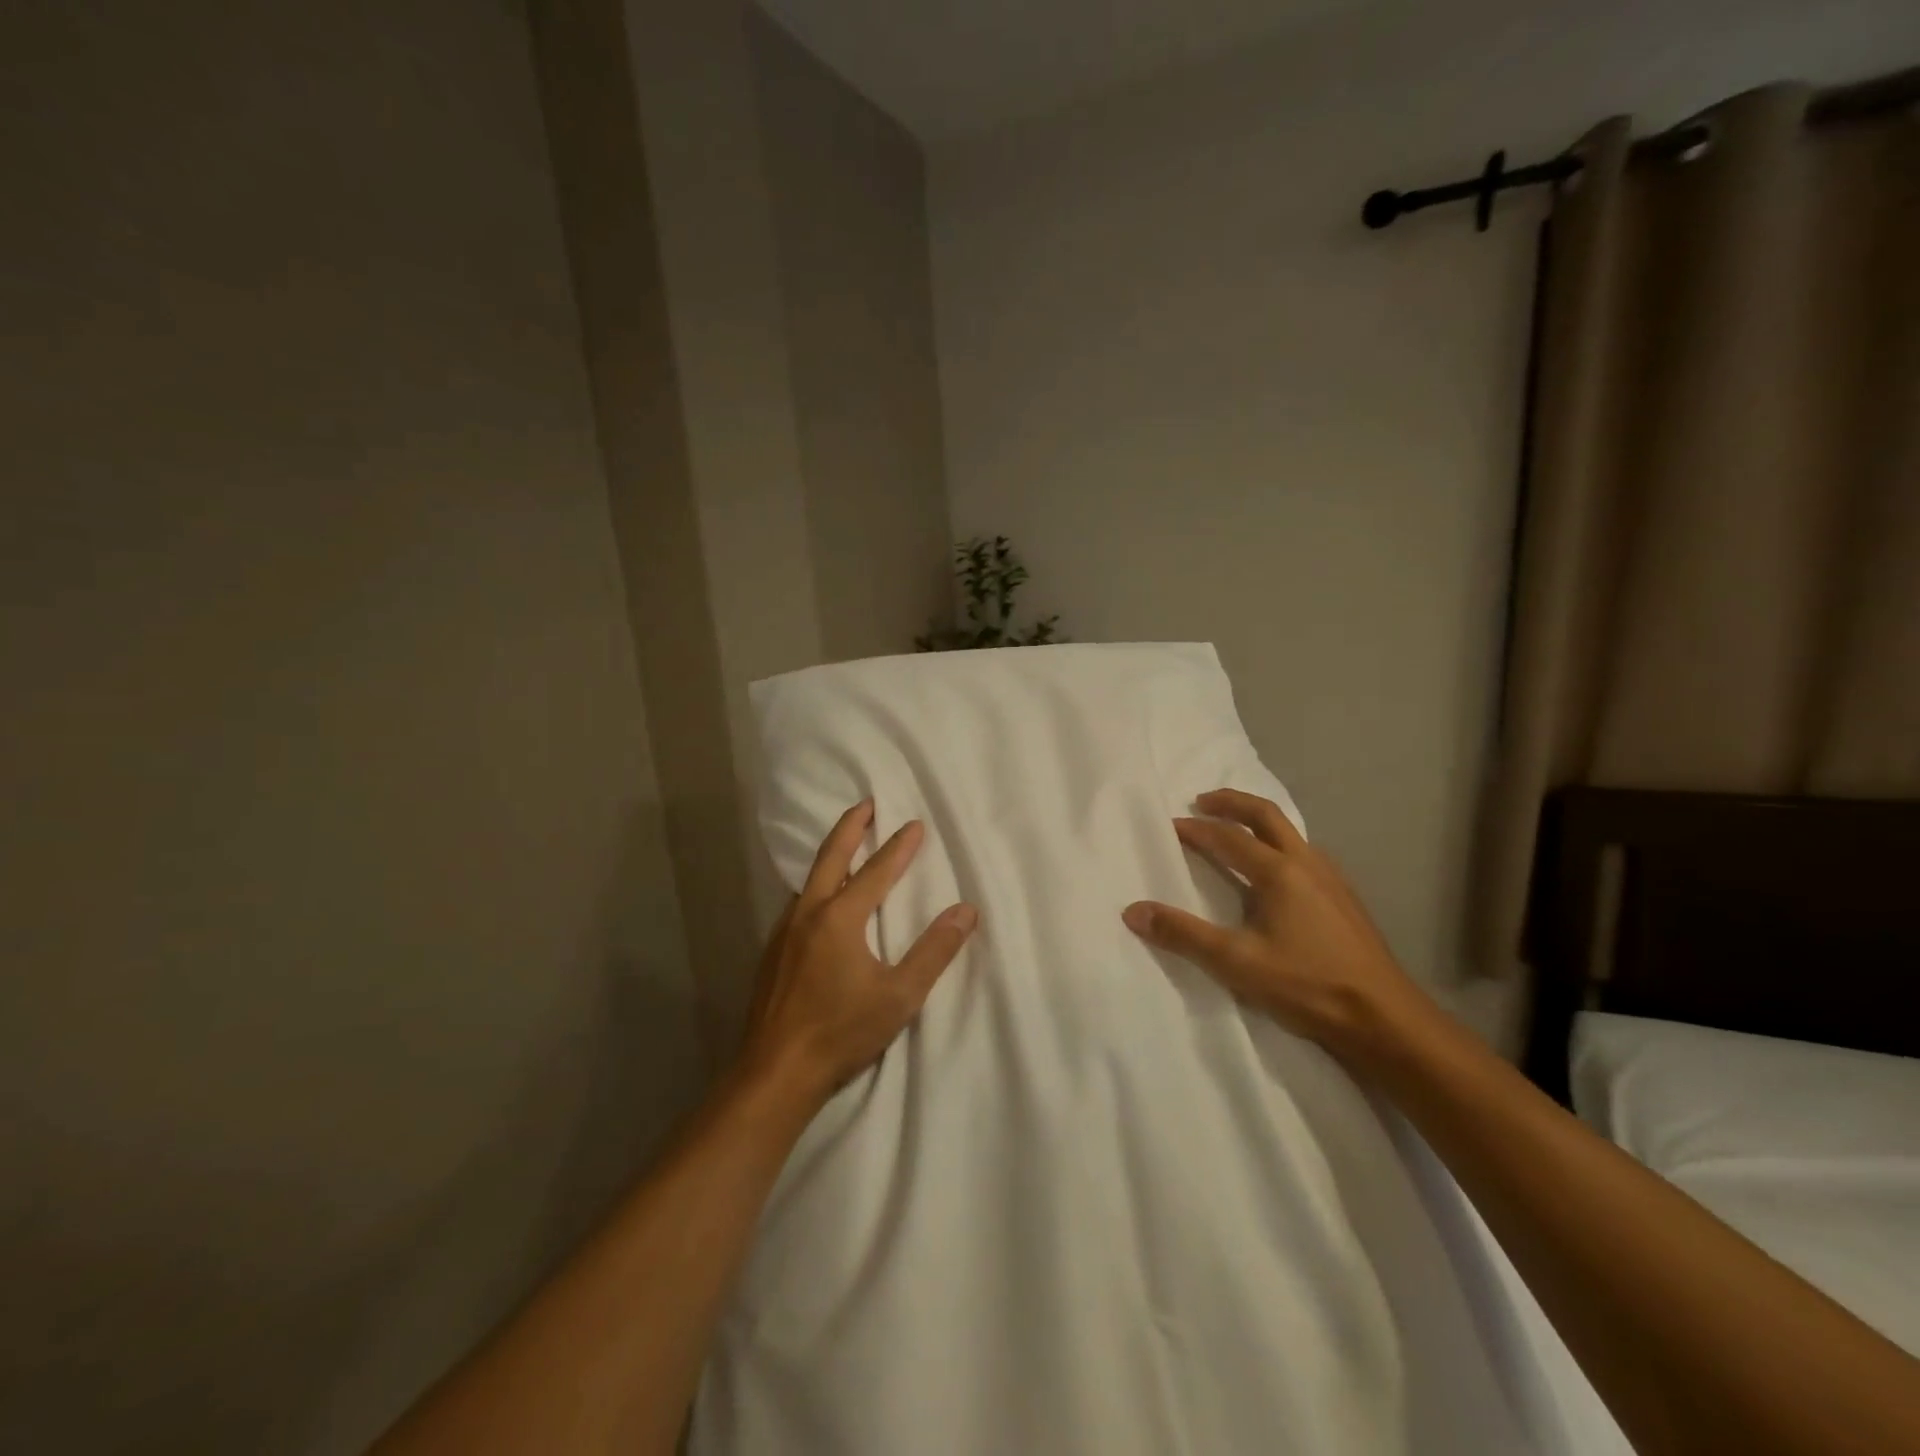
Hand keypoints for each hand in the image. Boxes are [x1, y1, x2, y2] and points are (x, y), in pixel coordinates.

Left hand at [740, 799, 978, 1109]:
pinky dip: (816, 886)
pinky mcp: (772, 952)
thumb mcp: (900, 995)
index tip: (915, 823)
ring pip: (810, 879)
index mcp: (840, 918)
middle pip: (831, 857)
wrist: (775, 1072)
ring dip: (831, 855)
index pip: (877, 871)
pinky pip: (799, 903)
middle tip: (867, 804)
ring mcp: (784, 932)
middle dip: (851, 827)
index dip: (899, 846)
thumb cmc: (841, 1031)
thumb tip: (966, 911)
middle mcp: (808, 913)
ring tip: (847, 846)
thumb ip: (934, 951)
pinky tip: (821, 902)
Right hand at [1121, 788, 1432, 1056]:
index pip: (1227, 837)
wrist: (1384, 1018)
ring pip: (1290, 832)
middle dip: (1231, 802)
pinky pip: (1305, 853)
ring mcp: (1332, 879)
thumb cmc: (1307, 985)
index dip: (1195, 829)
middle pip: (1266, 815)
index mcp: (1279, 871)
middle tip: (1202, 801)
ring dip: (1257, 821)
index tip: (1169, 826)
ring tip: (1235, 830)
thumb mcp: (1236, 962)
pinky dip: (1279, 844)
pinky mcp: (1344, 899)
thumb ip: (1183, 934)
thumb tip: (1133, 911)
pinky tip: (1275, 872)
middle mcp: (1307, 863)